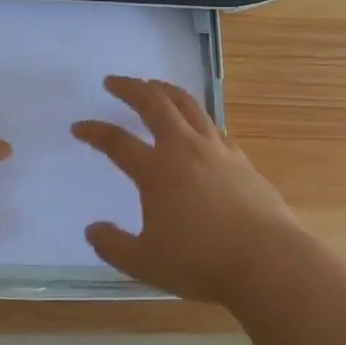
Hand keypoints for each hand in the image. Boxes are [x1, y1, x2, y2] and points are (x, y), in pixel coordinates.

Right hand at [71, 76, 319, 306]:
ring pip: (188, 105)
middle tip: (114, 81)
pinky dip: (195, 116)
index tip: (78, 127)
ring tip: (153, 86)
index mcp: (156, 171)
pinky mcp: (240, 160)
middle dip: (130, 88)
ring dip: (165, 91)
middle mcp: (184, 149)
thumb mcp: (145, 263)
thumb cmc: (201, 262)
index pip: (117, 142)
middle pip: (154, 104)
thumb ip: (113, 245)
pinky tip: (195, 124)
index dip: (94, 132)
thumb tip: (93, 229)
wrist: (267, 261)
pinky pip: (212, 126)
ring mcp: (216, 150)